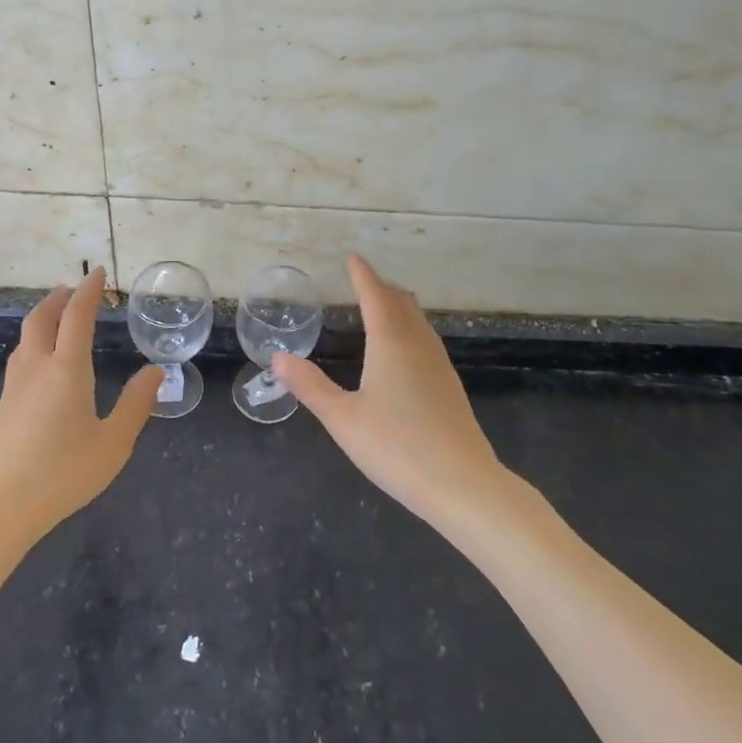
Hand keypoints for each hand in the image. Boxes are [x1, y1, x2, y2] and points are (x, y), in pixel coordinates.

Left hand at [0, 268, 161, 544]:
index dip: (89, 291)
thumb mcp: (113, 443)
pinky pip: (20, 357)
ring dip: (43, 318)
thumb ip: (135, 404)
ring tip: (58, 317)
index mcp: (66, 369)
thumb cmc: (62, 473)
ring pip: (26, 337)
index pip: (77, 316)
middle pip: (42, 318)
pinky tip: (41, 361)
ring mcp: (14, 387)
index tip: (99, 273)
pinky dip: (34, 341)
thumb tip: (155, 371)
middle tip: (74, 289)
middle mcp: (36, 368)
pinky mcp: (3, 406)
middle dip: (59, 298)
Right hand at [274, 255, 506, 520]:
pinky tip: (405, 352)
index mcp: (391, 344)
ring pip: (419, 322)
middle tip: (362, 282)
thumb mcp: (342, 419)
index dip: (362, 275)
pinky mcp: (450, 387)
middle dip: (381, 288)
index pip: (375, 296)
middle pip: (402, 304)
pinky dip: (410, 329)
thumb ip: (310, 386)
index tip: (352, 258)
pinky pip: (427, 341)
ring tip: (382, 308)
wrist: (462, 484)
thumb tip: (278, 358)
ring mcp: (439, 366)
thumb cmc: (396, 447)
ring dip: (399, 307)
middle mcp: (418, 346)